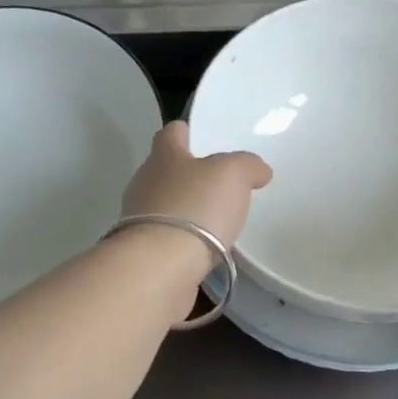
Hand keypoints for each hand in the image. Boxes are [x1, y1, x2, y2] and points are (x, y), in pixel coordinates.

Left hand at [121, 121, 271, 250]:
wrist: (162, 266)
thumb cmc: (196, 207)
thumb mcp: (233, 173)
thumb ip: (247, 165)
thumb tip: (258, 170)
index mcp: (164, 156)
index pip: (171, 133)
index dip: (186, 132)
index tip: (201, 137)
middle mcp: (145, 183)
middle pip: (165, 170)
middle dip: (188, 175)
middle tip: (218, 184)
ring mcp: (139, 220)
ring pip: (165, 206)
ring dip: (185, 210)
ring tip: (215, 220)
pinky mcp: (144, 253)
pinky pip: (167, 238)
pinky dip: (183, 240)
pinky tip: (203, 249)